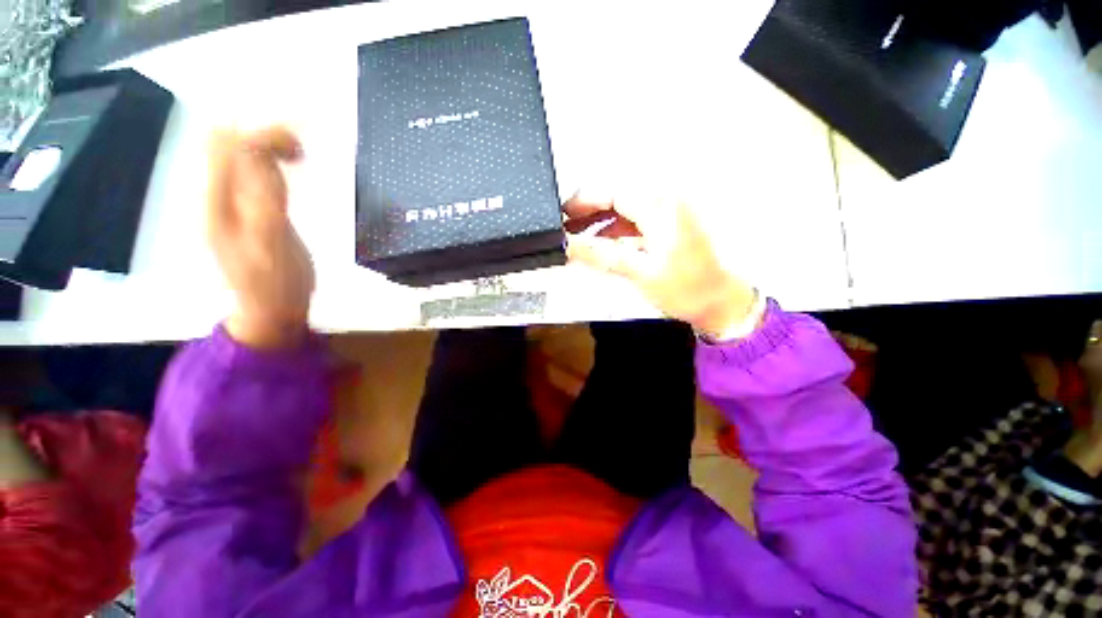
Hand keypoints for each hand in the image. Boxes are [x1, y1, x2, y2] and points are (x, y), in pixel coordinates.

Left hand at [208, 127, 313, 348]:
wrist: (271, 310)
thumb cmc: (275, 285)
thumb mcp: (271, 247)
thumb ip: (265, 203)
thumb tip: (262, 156)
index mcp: (218, 203)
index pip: (229, 148)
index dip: (261, 136)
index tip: (301, 143)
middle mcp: (219, 196)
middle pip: (228, 143)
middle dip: (264, 135)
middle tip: (302, 149)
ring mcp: (232, 202)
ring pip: (241, 155)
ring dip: (269, 145)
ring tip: (300, 155)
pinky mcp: (250, 210)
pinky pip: (254, 172)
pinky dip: (273, 161)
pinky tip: (293, 168)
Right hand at [565, 192, 758, 337]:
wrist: (719, 303)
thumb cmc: (683, 289)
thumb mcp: (638, 273)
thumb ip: (600, 255)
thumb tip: (566, 245)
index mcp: (660, 208)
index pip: (614, 192)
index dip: (584, 201)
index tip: (562, 216)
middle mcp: (665, 201)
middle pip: (618, 197)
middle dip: (590, 210)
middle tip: (566, 227)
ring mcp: (668, 213)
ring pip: (626, 209)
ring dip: (601, 221)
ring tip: (577, 236)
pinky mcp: (668, 226)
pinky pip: (636, 221)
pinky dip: (616, 230)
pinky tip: (602, 243)